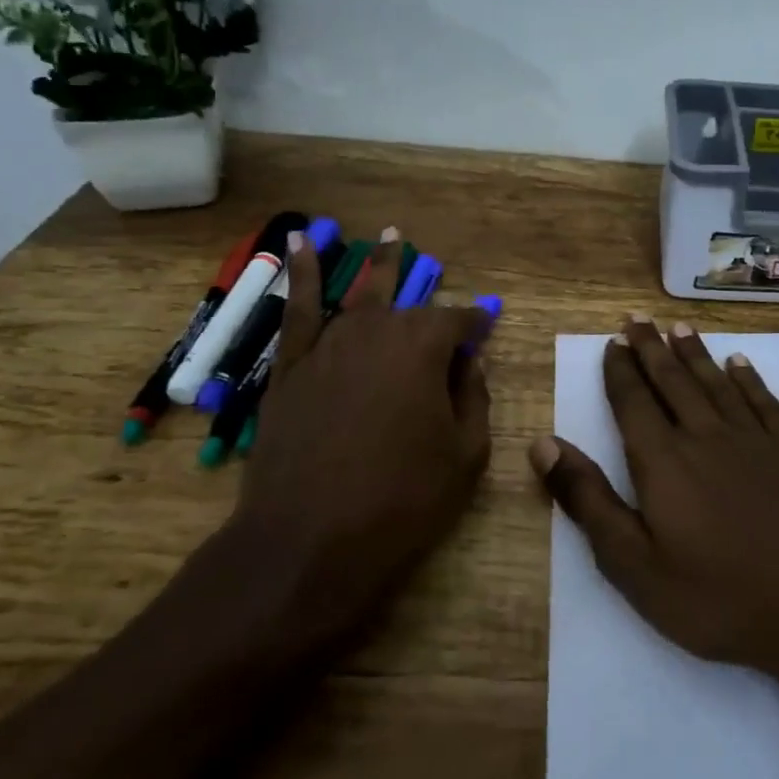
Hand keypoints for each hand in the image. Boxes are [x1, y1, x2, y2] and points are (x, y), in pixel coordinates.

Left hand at [192, 231, 492, 659]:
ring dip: (377, 268)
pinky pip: (298, 310)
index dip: (475, 322)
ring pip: (359, 297)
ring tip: (391, 237)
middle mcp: (375, 333)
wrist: (310, 540)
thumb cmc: (403, 500)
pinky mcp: (290, 368)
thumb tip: (471, 362)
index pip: (456, 321)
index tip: (487, 325)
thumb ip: (474, 399)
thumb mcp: (466, 455)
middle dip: (427, 290)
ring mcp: (327, 347)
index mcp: (423, 349)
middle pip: (407, 305)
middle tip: (436, 265)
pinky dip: (302, 275)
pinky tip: (301, 243)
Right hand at [530, 317, 778, 736]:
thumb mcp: (633, 564)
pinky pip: (764, 401)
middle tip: (638, 318)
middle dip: (651, 348)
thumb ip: (588, 500)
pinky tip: (740, 364)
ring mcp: (756, 440)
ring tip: (678, 329)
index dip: (620, 370)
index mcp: (663, 461)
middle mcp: (706, 435)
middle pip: (673, 381)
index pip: (633, 402)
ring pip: (717, 383)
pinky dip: (749, 379)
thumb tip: (545, 443)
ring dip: (695, 354)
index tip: (613, 341)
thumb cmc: (717, 597)